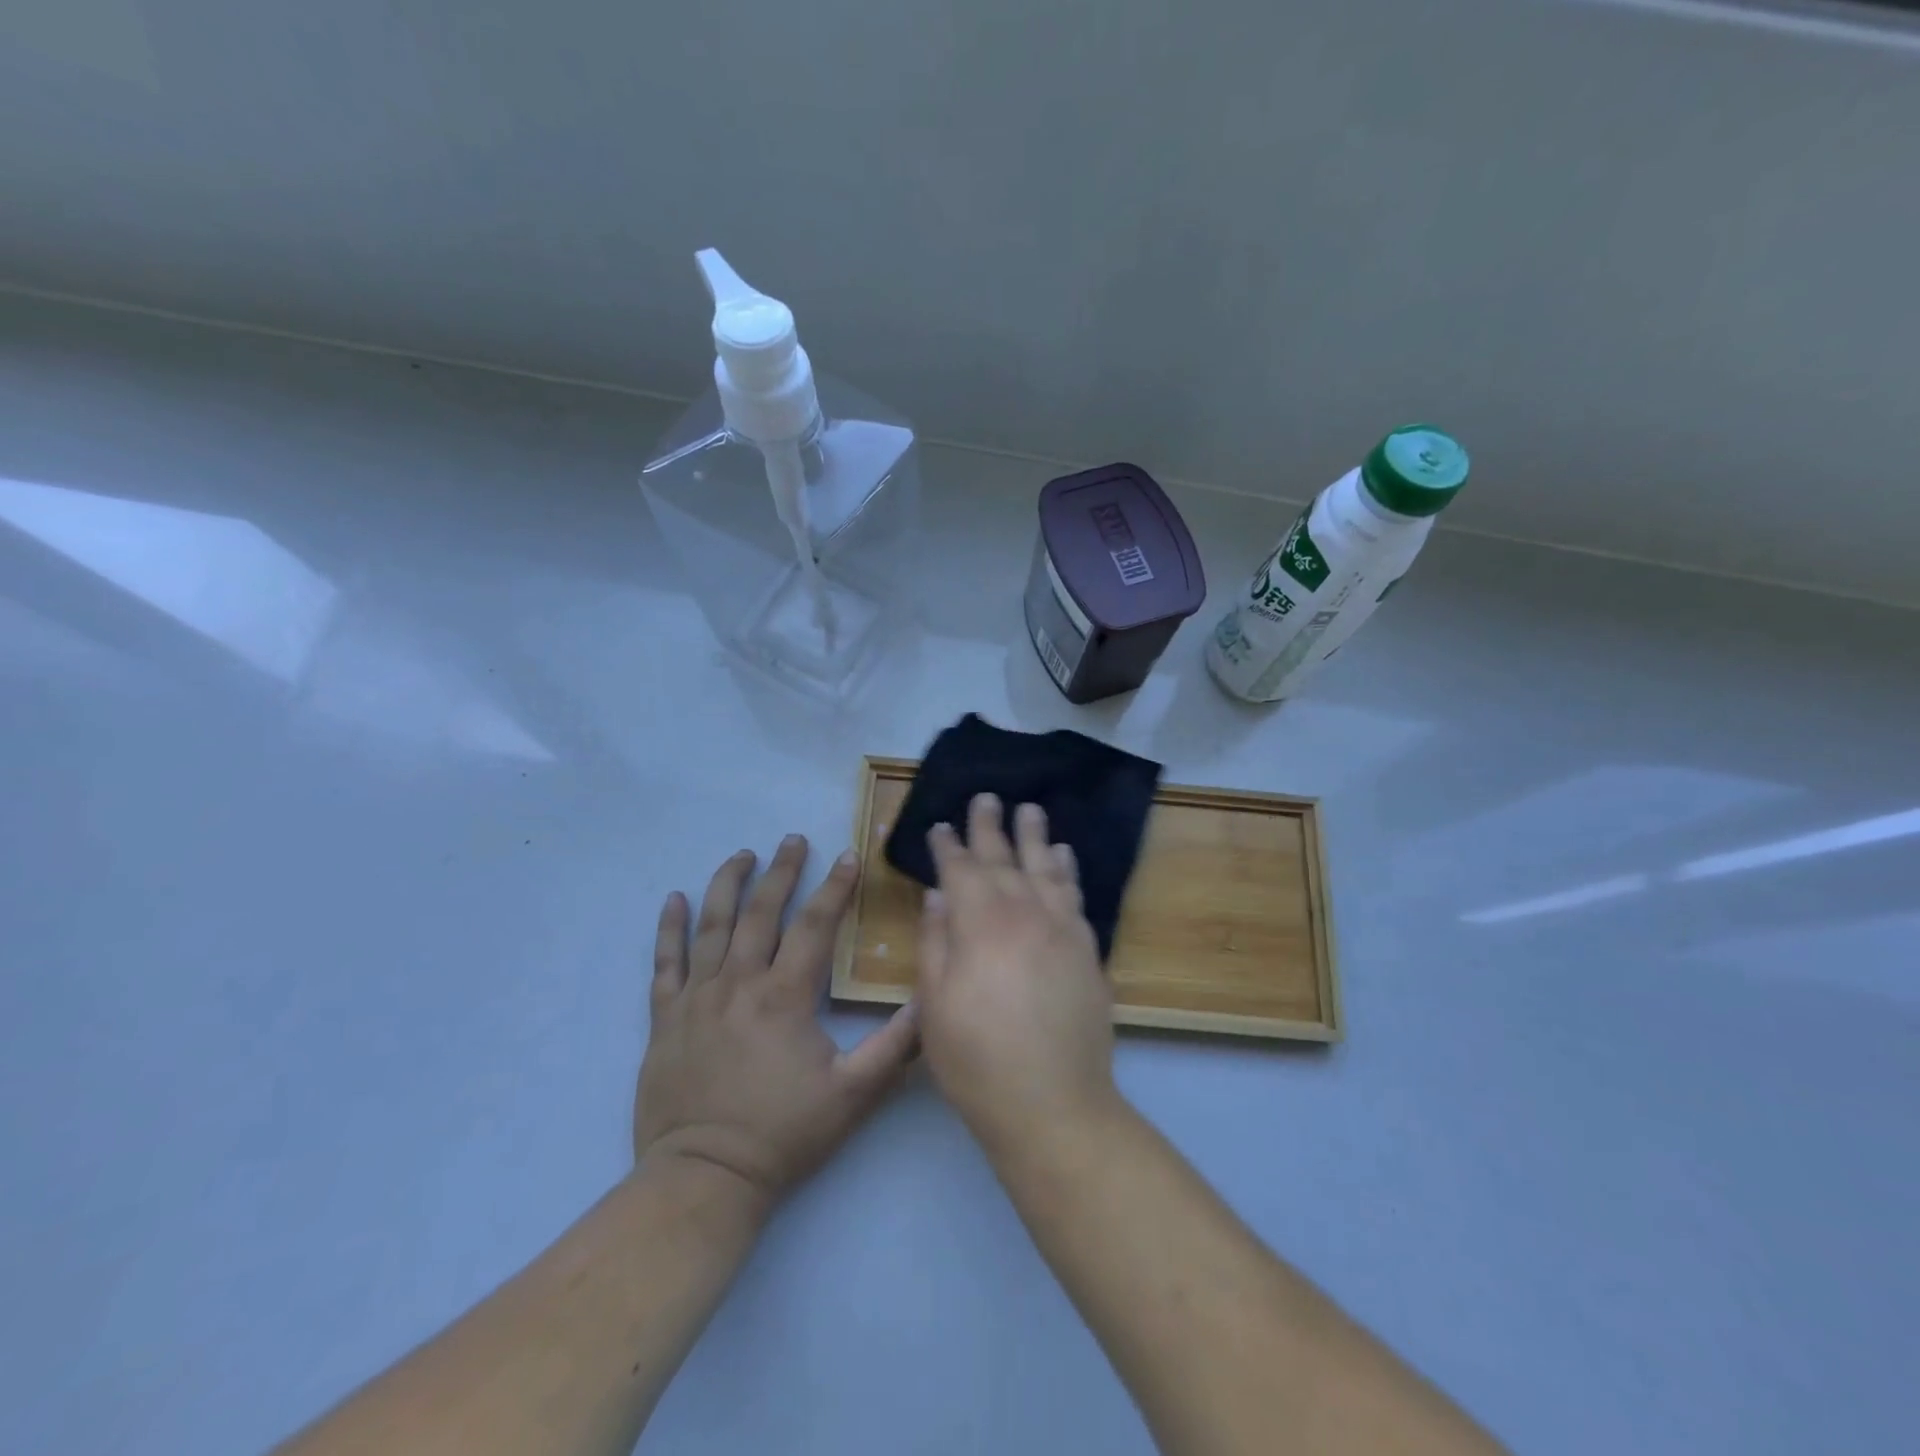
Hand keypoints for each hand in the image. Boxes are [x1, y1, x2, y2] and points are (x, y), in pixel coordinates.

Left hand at [635, 836, 918, 1211]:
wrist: (703, 1178)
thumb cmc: (783, 1135)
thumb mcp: (853, 1095)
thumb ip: (895, 1046)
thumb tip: (929, 1000)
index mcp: (784, 996)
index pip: (814, 926)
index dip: (835, 887)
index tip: (849, 856)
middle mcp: (738, 983)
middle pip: (761, 912)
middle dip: (782, 871)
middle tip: (794, 840)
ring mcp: (697, 997)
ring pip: (712, 925)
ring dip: (728, 884)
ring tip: (742, 854)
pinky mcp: (665, 1018)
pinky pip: (665, 962)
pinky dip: (669, 929)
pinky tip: (673, 900)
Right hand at [916, 795, 1116, 1156]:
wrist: (1053, 1103)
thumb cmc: (977, 1059)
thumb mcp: (934, 1005)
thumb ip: (935, 942)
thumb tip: (937, 895)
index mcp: (979, 924)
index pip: (960, 869)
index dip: (949, 845)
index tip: (940, 826)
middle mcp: (1023, 912)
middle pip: (1004, 858)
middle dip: (990, 825)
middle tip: (986, 797)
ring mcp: (1061, 928)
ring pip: (1045, 867)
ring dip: (1035, 836)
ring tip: (1030, 809)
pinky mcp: (1087, 948)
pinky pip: (1074, 895)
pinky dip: (1066, 870)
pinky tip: (1062, 856)